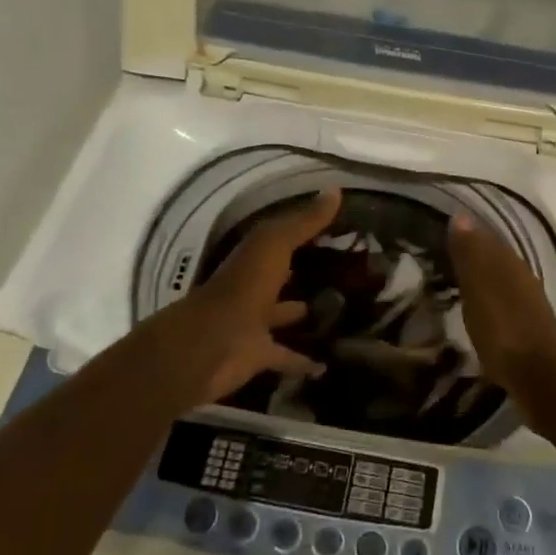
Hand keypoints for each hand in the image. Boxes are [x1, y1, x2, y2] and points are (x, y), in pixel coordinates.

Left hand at [138, 189, 341, 408]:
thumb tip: (335, 190)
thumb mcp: (274, 245)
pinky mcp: (259, 355)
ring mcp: (254, 323)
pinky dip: (304, 361)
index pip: (283, 239)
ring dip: (303, 314)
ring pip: (284, 314)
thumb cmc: (242, 287)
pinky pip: (286, 357)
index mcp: (255, 258)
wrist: (210, 346)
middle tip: (345, 272)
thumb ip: (304, 221)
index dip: (306, 232)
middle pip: (282, 276)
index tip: (339, 229)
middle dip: (305, 273)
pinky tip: (327, 364)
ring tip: (341, 312)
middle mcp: (253, 287)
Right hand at [448, 213, 555, 392]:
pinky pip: (504, 303)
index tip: (441, 235)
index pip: (485, 238)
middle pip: (494, 258)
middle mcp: (522, 276)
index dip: (465, 235)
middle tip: (444, 258)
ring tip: (456, 284)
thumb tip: (461, 216)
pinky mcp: (528, 328)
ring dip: (481, 279)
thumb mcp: (478, 287)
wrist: (539, 375)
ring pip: (501, 280)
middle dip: (473, 256)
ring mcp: (528, 303)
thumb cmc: (502, 328)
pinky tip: (478, 311)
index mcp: (509, 262)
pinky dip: (489, 301)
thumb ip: (470, 253)